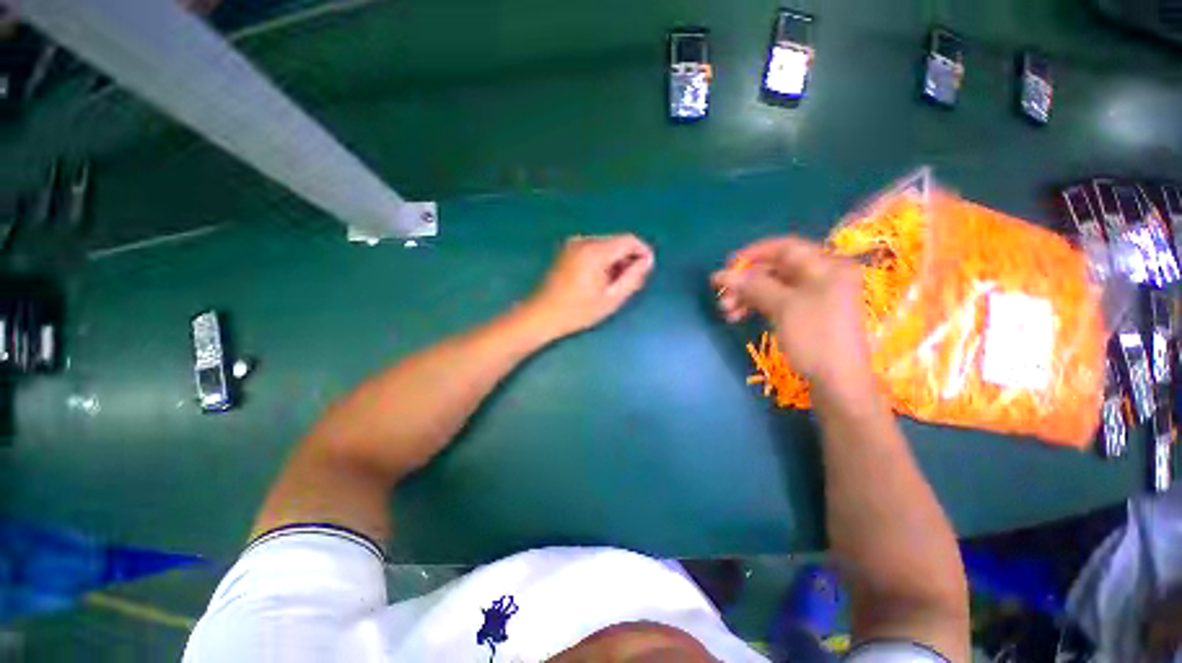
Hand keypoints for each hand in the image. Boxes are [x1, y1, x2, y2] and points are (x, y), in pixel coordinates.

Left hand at [526, 234, 654, 338]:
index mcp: (595, 251)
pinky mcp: (567, 250)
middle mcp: (584, 240)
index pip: (629, 240)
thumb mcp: (611, 299)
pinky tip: (598, 280)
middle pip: (617, 241)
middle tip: (628, 284)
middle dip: (627, 258)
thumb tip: (648, 260)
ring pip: (606, 245)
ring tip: (612, 285)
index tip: (646, 271)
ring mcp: (573, 244)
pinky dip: (602, 260)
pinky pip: (594, 249)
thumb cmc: (578, 311)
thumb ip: (633, 278)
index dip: (642, 252)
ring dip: (615, 261)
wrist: (542, 315)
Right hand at [711, 236, 870, 389]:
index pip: (785, 248)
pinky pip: (777, 302)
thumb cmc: (815, 338)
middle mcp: (822, 277)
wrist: (839, 383)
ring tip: (727, 312)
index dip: (754, 254)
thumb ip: (753, 286)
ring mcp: (815, 298)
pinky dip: (757, 307)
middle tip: (722, 295)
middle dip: (746, 281)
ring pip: (773, 288)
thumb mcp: (783, 307)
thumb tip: (722, 274)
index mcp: (826, 266)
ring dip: (747, 296)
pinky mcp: (806, 316)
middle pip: (776, 270)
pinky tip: (739, 317)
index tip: (728, 265)